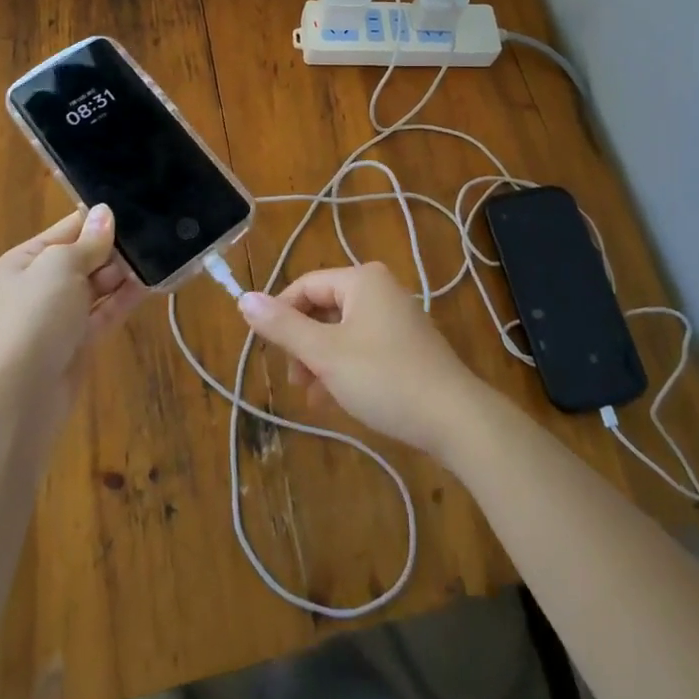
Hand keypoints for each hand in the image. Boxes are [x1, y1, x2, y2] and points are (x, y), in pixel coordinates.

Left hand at [0, 205, 148, 429]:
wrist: (20, 396)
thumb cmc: (35, 317)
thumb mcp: (60, 267)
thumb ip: (88, 241)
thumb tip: (105, 212)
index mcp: (23, 262)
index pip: (66, 230)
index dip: (97, 221)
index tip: (133, 210)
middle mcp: (38, 287)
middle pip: (83, 258)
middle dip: (113, 249)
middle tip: (150, 236)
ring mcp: (58, 317)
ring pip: (96, 286)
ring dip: (122, 274)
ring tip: (156, 256)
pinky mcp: (77, 343)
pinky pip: (104, 312)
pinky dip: (124, 300)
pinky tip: (149, 284)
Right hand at [236, 263, 490, 455]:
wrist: (454, 418)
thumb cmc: (384, 378)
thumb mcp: (325, 354)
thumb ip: (283, 327)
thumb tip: (243, 298)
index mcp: (361, 280)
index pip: (305, 286)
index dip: (280, 315)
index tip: (268, 351)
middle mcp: (379, 289)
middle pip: (323, 307)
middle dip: (302, 343)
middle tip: (293, 379)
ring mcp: (396, 317)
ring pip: (341, 331)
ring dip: (319, 359)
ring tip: (310, 395)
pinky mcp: (406, 345)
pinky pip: (361, 346)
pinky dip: (342, 367)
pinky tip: (332, 399)